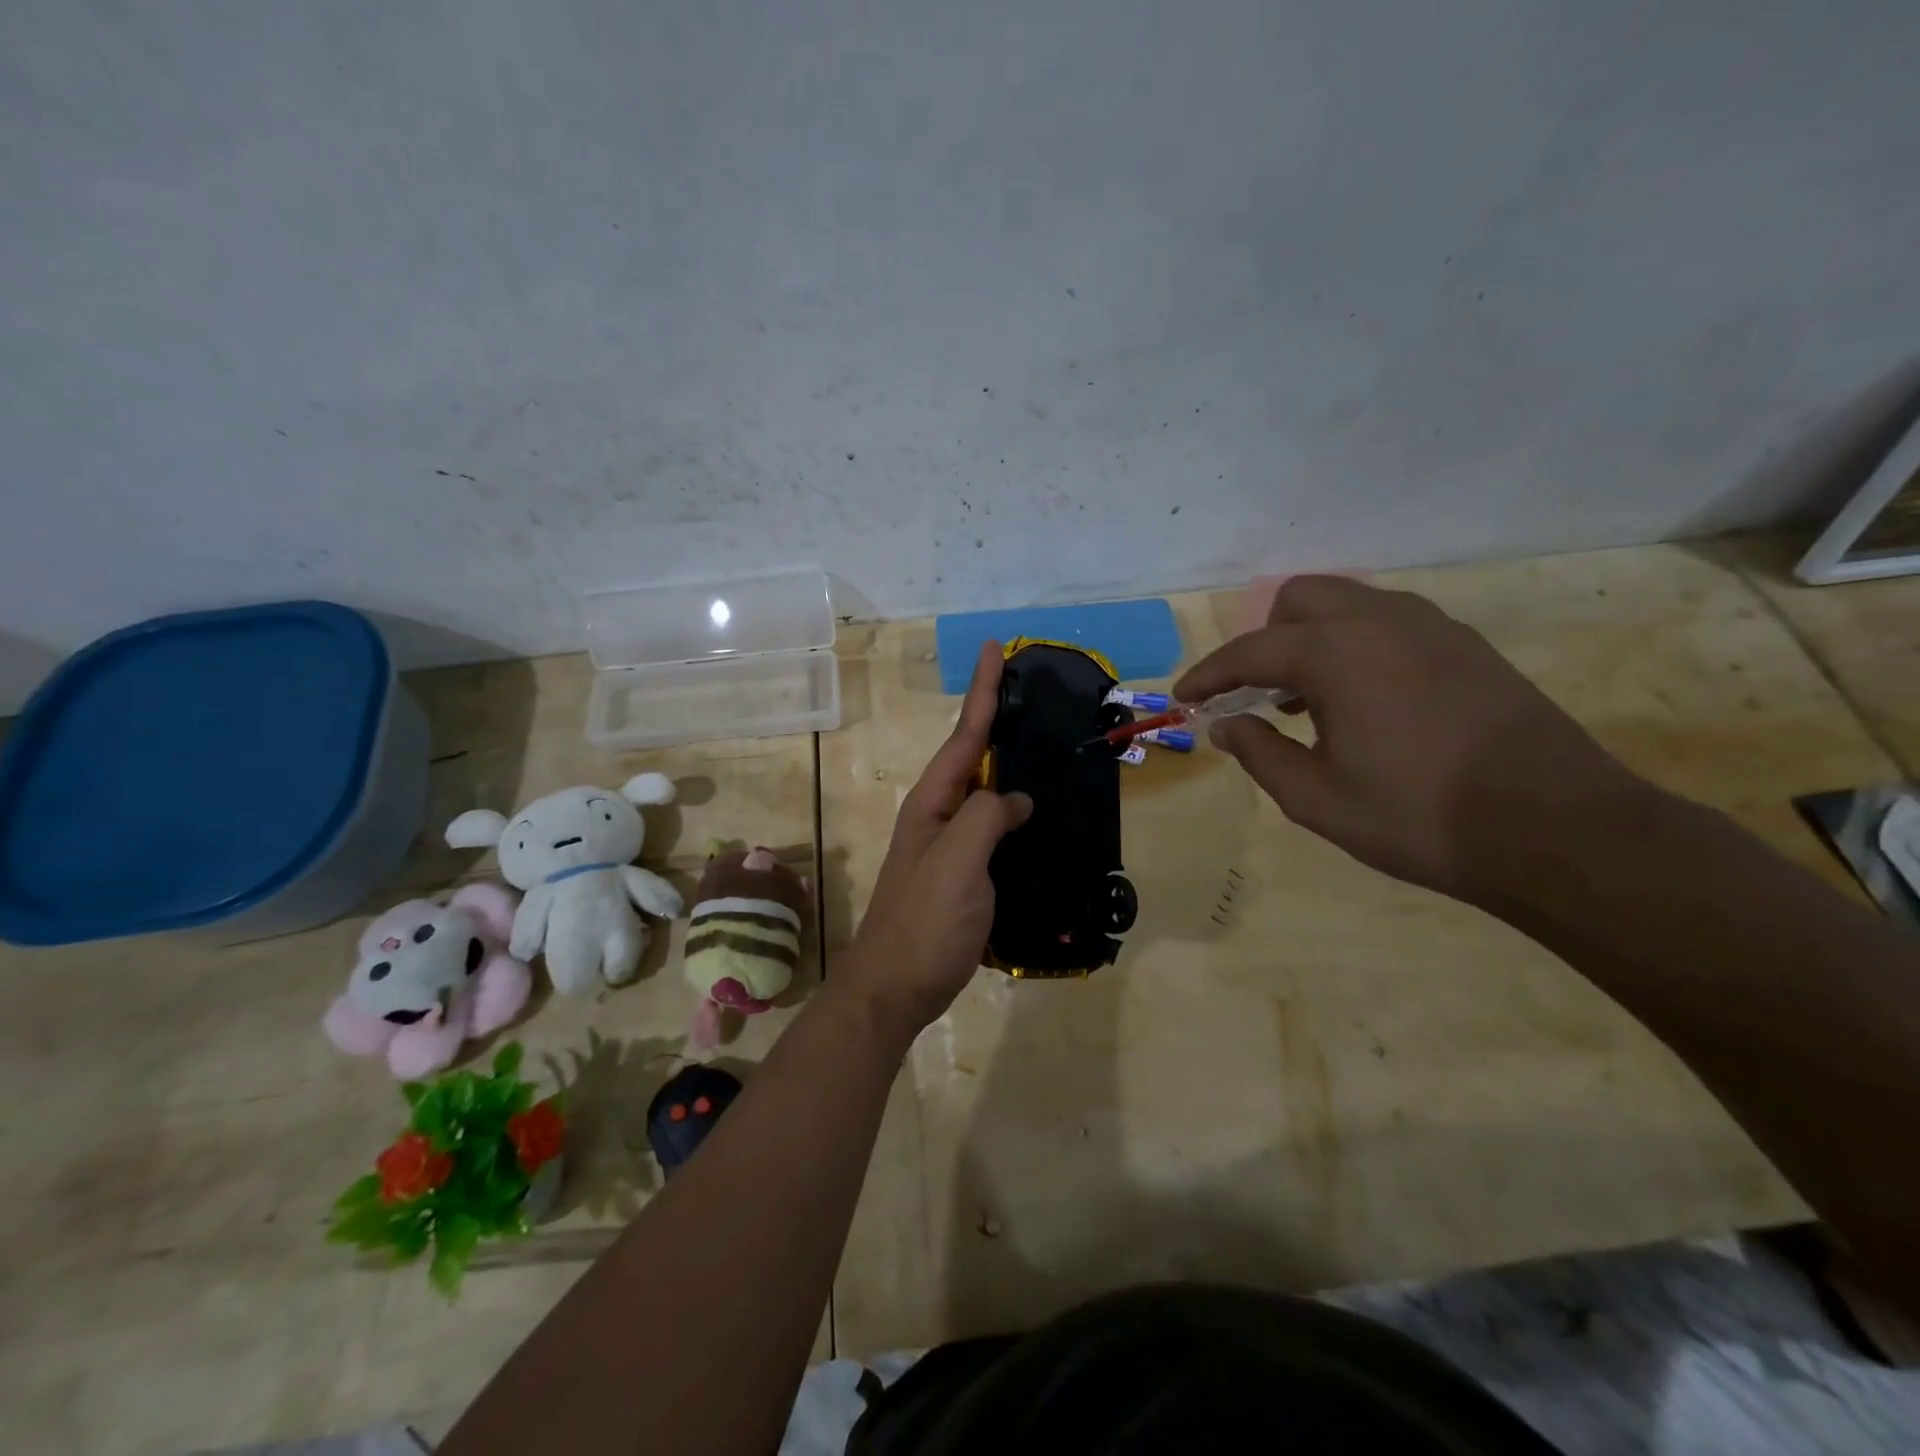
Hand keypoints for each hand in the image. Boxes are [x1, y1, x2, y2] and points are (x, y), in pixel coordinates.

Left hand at [844, 642, 1032, 1040]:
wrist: (895, 988)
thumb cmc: (924, 921)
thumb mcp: (957, 861)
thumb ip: (986, 818)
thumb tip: (1016, 799)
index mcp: (932, 802)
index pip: (965, 735)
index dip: (983, 691)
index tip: (996, 648)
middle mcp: (938, 815)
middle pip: (973, 756)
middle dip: (997, 719)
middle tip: (1031, 691)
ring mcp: (950, 846)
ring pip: (986, 793)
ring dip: (1009, 765)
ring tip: (1043, 743)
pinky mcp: (965, 875)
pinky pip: (995, 830)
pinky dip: (1016, 813)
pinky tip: (1039, 816)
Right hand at [1176, 576, 1653, 904]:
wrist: (1556, 828)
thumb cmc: (1418, 816)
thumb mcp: (1316, 798)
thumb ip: (1259, 753)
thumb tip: (1226, 726)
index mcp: (1335, 653)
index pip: (1248, 652)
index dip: (1208, 676)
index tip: (1184, 697)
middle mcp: (1379, 621)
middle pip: (1298, 600)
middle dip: (1263, 640)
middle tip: (1256, 693)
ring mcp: (1431, 627)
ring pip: (1348, 604)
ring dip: (1311, 638)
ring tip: (1308, 698)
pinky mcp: (1467, 645)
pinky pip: (1389, 623)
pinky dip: (1356, 644)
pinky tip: (1364, 698)